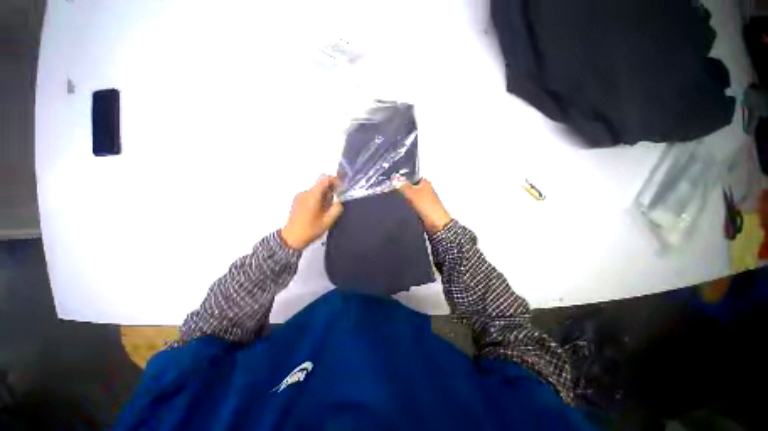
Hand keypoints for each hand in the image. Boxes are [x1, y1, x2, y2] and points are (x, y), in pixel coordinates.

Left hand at [281, 176, 343, 249]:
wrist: (291, 238)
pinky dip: (318, 199)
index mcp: (312, 195)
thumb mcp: (328, 221)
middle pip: (321, 185)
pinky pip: (311, 195)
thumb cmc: (310, 229)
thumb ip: (337, 208)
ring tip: (327, 210)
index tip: (342, 187)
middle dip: (331, 191)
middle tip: (335, 203)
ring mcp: (300, 196)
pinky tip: (320, 211)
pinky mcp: (297, 201)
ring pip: (316, 191)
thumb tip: (339, 202)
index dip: (335, 180)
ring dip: (325, 196)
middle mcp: (305, 193)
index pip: (325, 179)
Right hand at [397, 178, 451, 233]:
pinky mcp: (423, 208)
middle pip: (410, 188)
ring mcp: (425, 199)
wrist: (435, 222)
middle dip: (404, 191)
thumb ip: (402, 185)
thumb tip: (395, 180)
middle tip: (402, 194)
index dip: (403, 180)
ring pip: (411, 197)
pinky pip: (413, 206)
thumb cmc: (428, 206)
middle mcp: (426, 190)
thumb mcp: (411, 193)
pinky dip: (410, 207)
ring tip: (407, 203)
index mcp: (425, 182)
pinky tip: (409, 209)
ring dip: (407, 200)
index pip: (412, 177)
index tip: (396, 183)